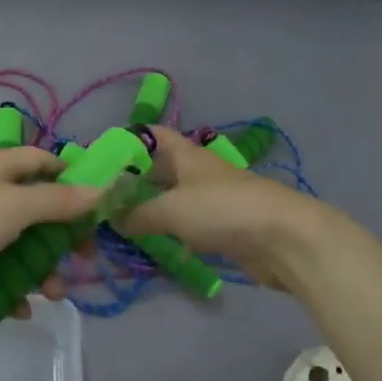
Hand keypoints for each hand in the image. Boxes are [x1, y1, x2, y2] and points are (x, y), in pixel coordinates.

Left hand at [0, 148, 101, 332]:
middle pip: (36, 210)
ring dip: (41, 271)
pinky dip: (12, 292)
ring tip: (53, 295)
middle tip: (84, 260)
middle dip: (61, 237)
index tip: (100, 203)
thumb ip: (58, 201)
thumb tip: (102, 189)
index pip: (41, 161)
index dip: (71, 176)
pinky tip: (20, 310)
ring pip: (19, 248)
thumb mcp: (14, 207)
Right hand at [117, 126, 324, 289]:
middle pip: (159, 169)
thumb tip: (112, 216)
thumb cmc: (222, 210)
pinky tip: (153, 245)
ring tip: (119, 225)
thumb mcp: (171, 209)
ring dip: (150, 209)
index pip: (151, 135)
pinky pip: (188, 224)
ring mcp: (212, 199)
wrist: (283, 238)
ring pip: (173, 198)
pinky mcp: (224, 227)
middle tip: (101, 200)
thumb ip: (137, 213)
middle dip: (132, 181)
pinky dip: (170, 231)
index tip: (98, 161)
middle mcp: (197, 171)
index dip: (125, 142)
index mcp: (185, 154)